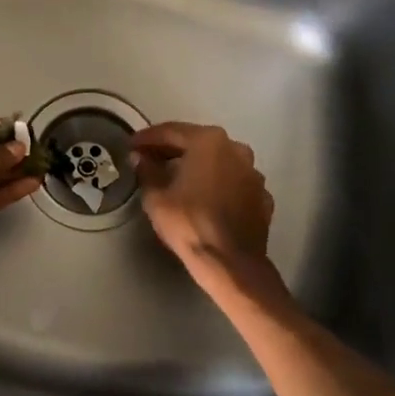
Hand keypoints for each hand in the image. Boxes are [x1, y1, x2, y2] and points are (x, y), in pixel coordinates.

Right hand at [130, 122, 274, 278]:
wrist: (231, 264)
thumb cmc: (189, 223)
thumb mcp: (156, 197)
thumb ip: (147, 171)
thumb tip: (140, 158)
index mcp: (209, 142)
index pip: (171, 131)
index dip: (148, 138)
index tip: (132, 145)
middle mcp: (236, 149)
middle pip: (197, 143)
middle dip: (172, 150)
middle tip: (150, 158)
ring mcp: (253, 173)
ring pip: (219, 162)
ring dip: (198, 166)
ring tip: (176, 178)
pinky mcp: (262, 197)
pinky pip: (233, 183)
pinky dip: (217, 185)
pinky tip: (203, 198)